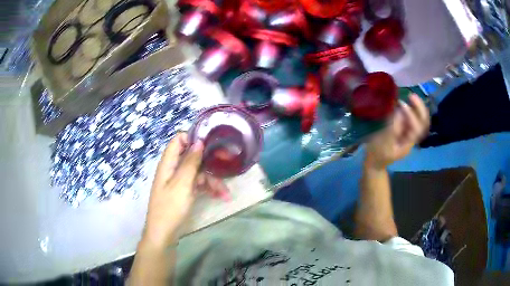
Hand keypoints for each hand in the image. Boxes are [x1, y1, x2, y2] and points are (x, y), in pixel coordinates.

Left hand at [142, 133, 227, 247]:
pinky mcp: (184, 192)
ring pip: (198, 173)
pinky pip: (198, 185)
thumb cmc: (170, 207)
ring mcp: (179, 181)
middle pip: (192, 157)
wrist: (164, 233)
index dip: (193, 137)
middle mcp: (173, 169)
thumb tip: (198, 141)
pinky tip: (221, 196)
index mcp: (168, 163)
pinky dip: (208, 189)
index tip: (211, 142)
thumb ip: (190, 162)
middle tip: (227, 166)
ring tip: (226, 193)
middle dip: (209, 162)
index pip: (179, 140)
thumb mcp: (182, 184)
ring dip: (212, 180)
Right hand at [365, 94, 429, 168]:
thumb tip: (399, 111)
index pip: (416, 128)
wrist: (375, 162)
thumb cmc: (378, 153)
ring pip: (419, 119)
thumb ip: (393, 128)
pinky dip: (411, 109)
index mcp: (408, 143)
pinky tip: (405, 102)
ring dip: (417, 107)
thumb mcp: (384, 143)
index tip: (401, 104)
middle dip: (420, 109)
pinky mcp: (404, 129)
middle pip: (423, 123)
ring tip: (410, 96)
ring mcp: (408, 133)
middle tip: (412, 96)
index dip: (411, 115)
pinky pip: (412, 118)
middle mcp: (412, 137)